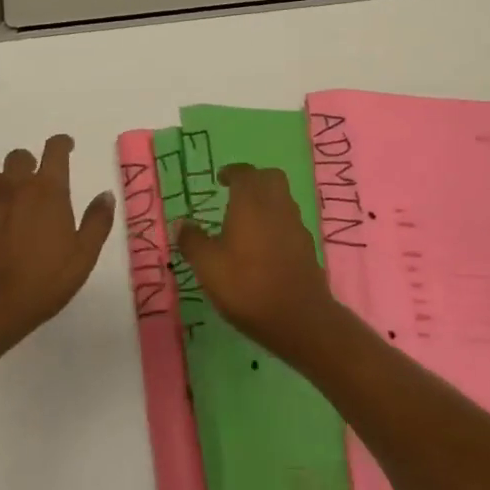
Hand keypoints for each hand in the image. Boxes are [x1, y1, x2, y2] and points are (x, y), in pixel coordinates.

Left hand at [0, 135, 115, 358]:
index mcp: (46, 190)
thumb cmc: (42, 282)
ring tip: (5, 203)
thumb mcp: (83, 257)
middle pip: (18, 157)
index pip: (54, 150)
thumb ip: (97, 222)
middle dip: (28, 165)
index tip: (66, 147)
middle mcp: (13, 187)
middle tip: (35, 185)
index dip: (61, 144)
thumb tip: (105, 195)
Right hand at [173, 163, 344, 362]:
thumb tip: (182, 224)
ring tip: (247, 222)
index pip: (244, 173)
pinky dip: (277, 223)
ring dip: (267, 201)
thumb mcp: (208, 266)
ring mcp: (295, 224)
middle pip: (270, 177)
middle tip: (236, 194)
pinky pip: (290, 222)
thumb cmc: (247, 285)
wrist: (299, 317)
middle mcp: (276, 204)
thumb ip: (193, 241)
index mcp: (251, 201)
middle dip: (254, 180)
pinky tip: (265, 247)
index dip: (232, 172)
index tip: (221, 179)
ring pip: (282, 198)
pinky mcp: (307, 246)